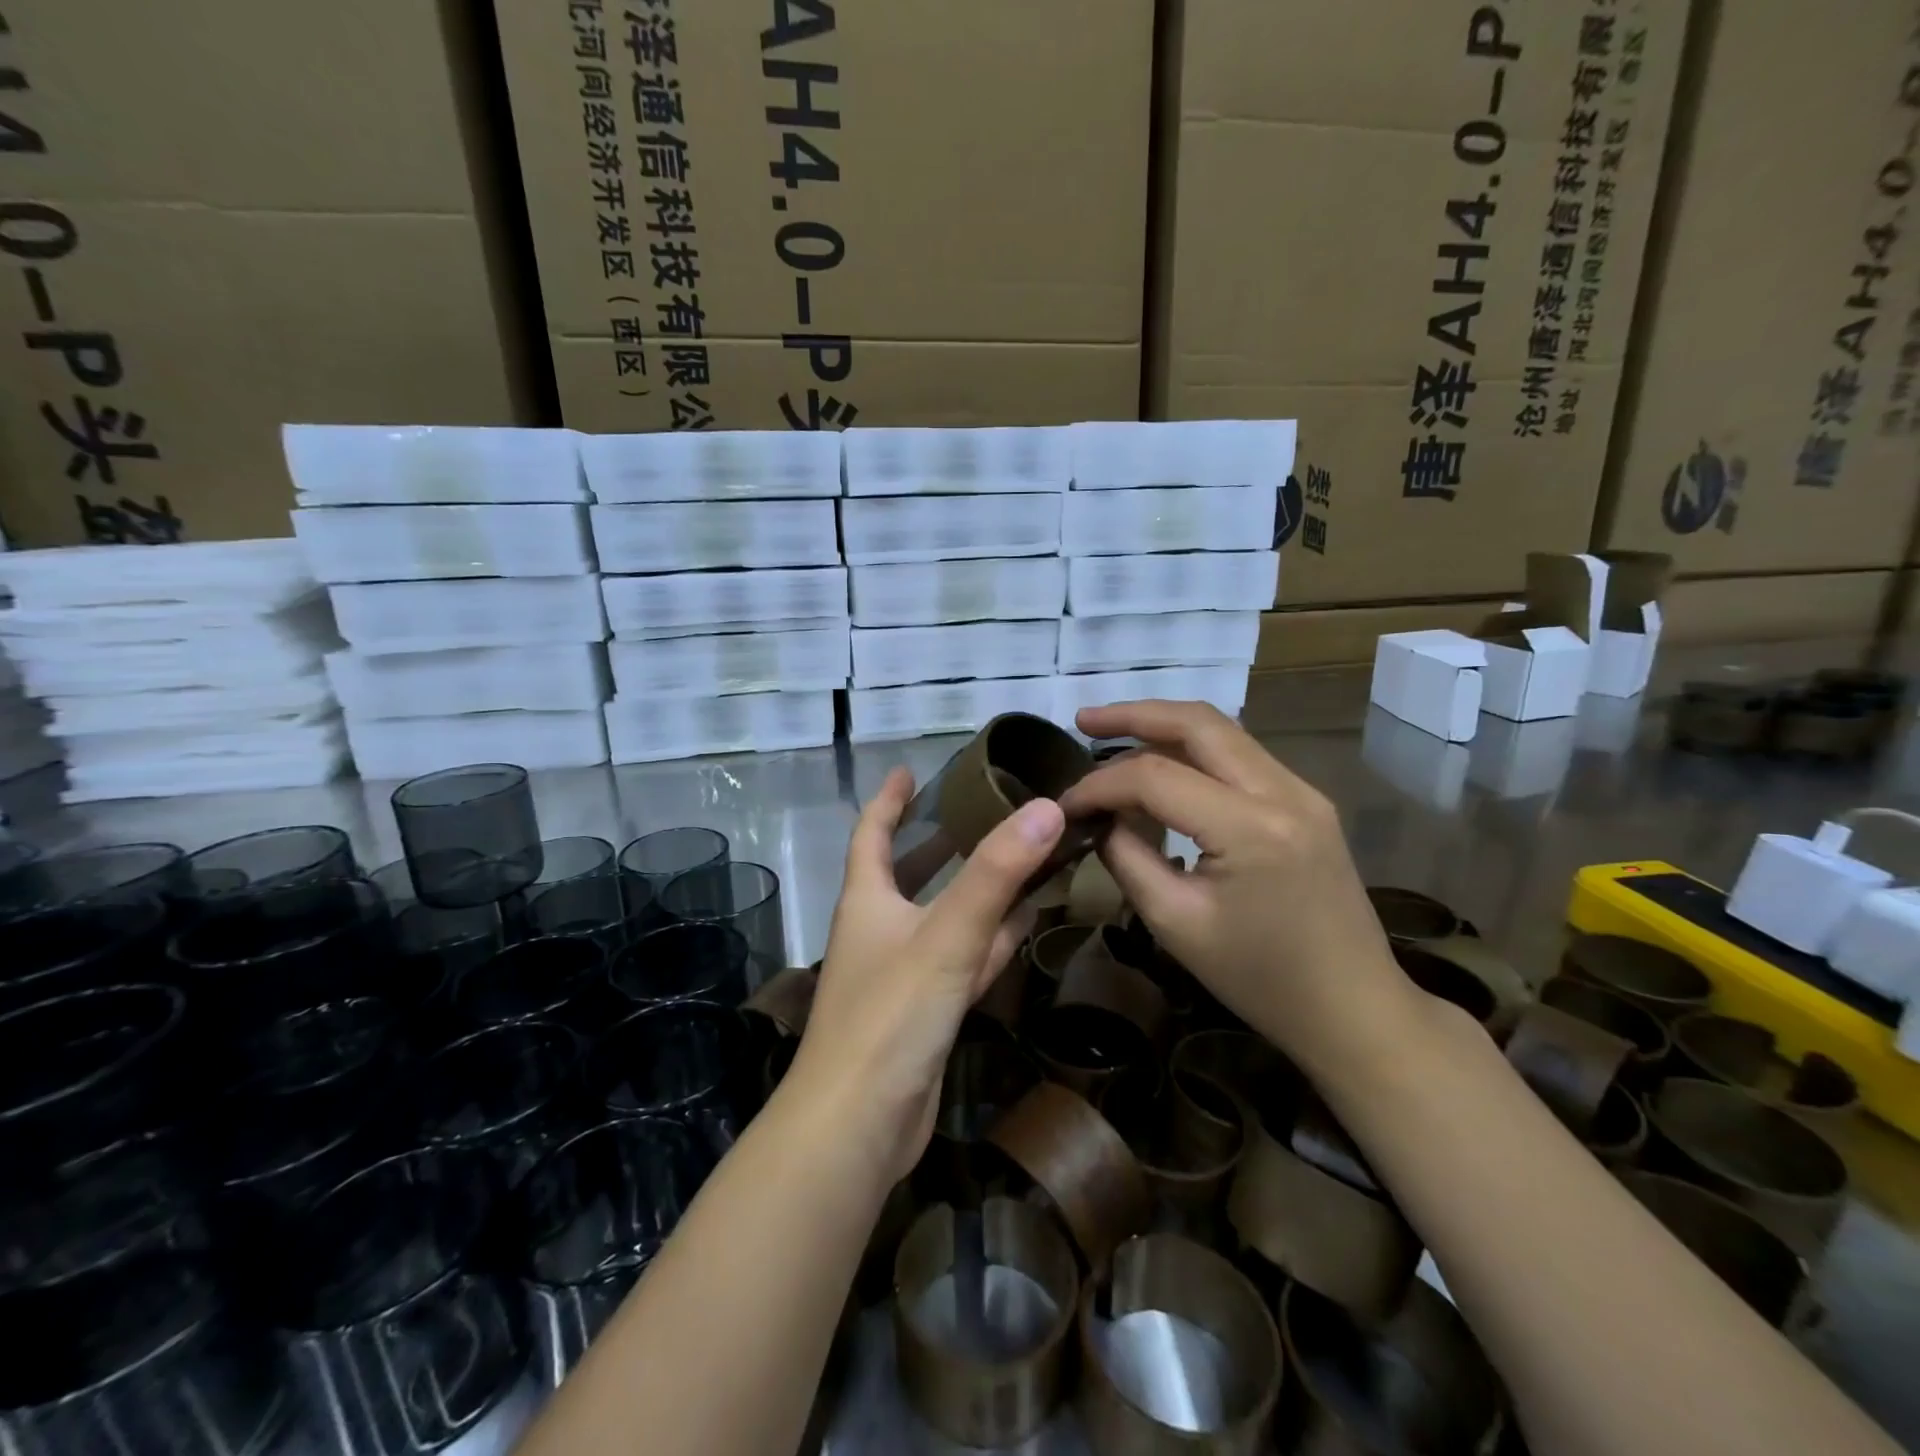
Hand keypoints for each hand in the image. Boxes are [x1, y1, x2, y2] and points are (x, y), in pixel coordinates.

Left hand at [786, 766, 1066, 1184]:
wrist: (858, 1127)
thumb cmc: (889, 1015)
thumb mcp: (946, 935)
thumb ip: (996, 873)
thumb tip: (1046, 807)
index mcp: (867, 900)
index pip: (872, 833)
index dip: (889, 800)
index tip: (910, 770)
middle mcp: (881, 929)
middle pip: (911, 872)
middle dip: (941, 841)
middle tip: (983, 810)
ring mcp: (903, 973)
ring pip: (946, 916)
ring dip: (979, 889)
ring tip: (1022, 855)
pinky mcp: (926, 1011)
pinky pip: (963, 958)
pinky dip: (991, 938)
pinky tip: (1025, 922)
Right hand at [1059, 701, 1415, 1077]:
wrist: (1353, 1009)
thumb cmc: (1259, 978)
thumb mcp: (1175, 922)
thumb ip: (1127, 858)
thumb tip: (1098, 819)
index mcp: (1251, 829)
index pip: (1155, 777)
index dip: (1100, 784)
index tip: (1065, 805)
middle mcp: (1283, 792)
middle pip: (1197, 723)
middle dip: (1133, 715)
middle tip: (1082, 721)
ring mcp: (1302, 791)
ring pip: (1222, 732)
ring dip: (1164, 727)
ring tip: (1112, 735)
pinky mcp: (1307, 801)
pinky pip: (1240, 756)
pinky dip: (1193, 751)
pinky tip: (1162, 765)